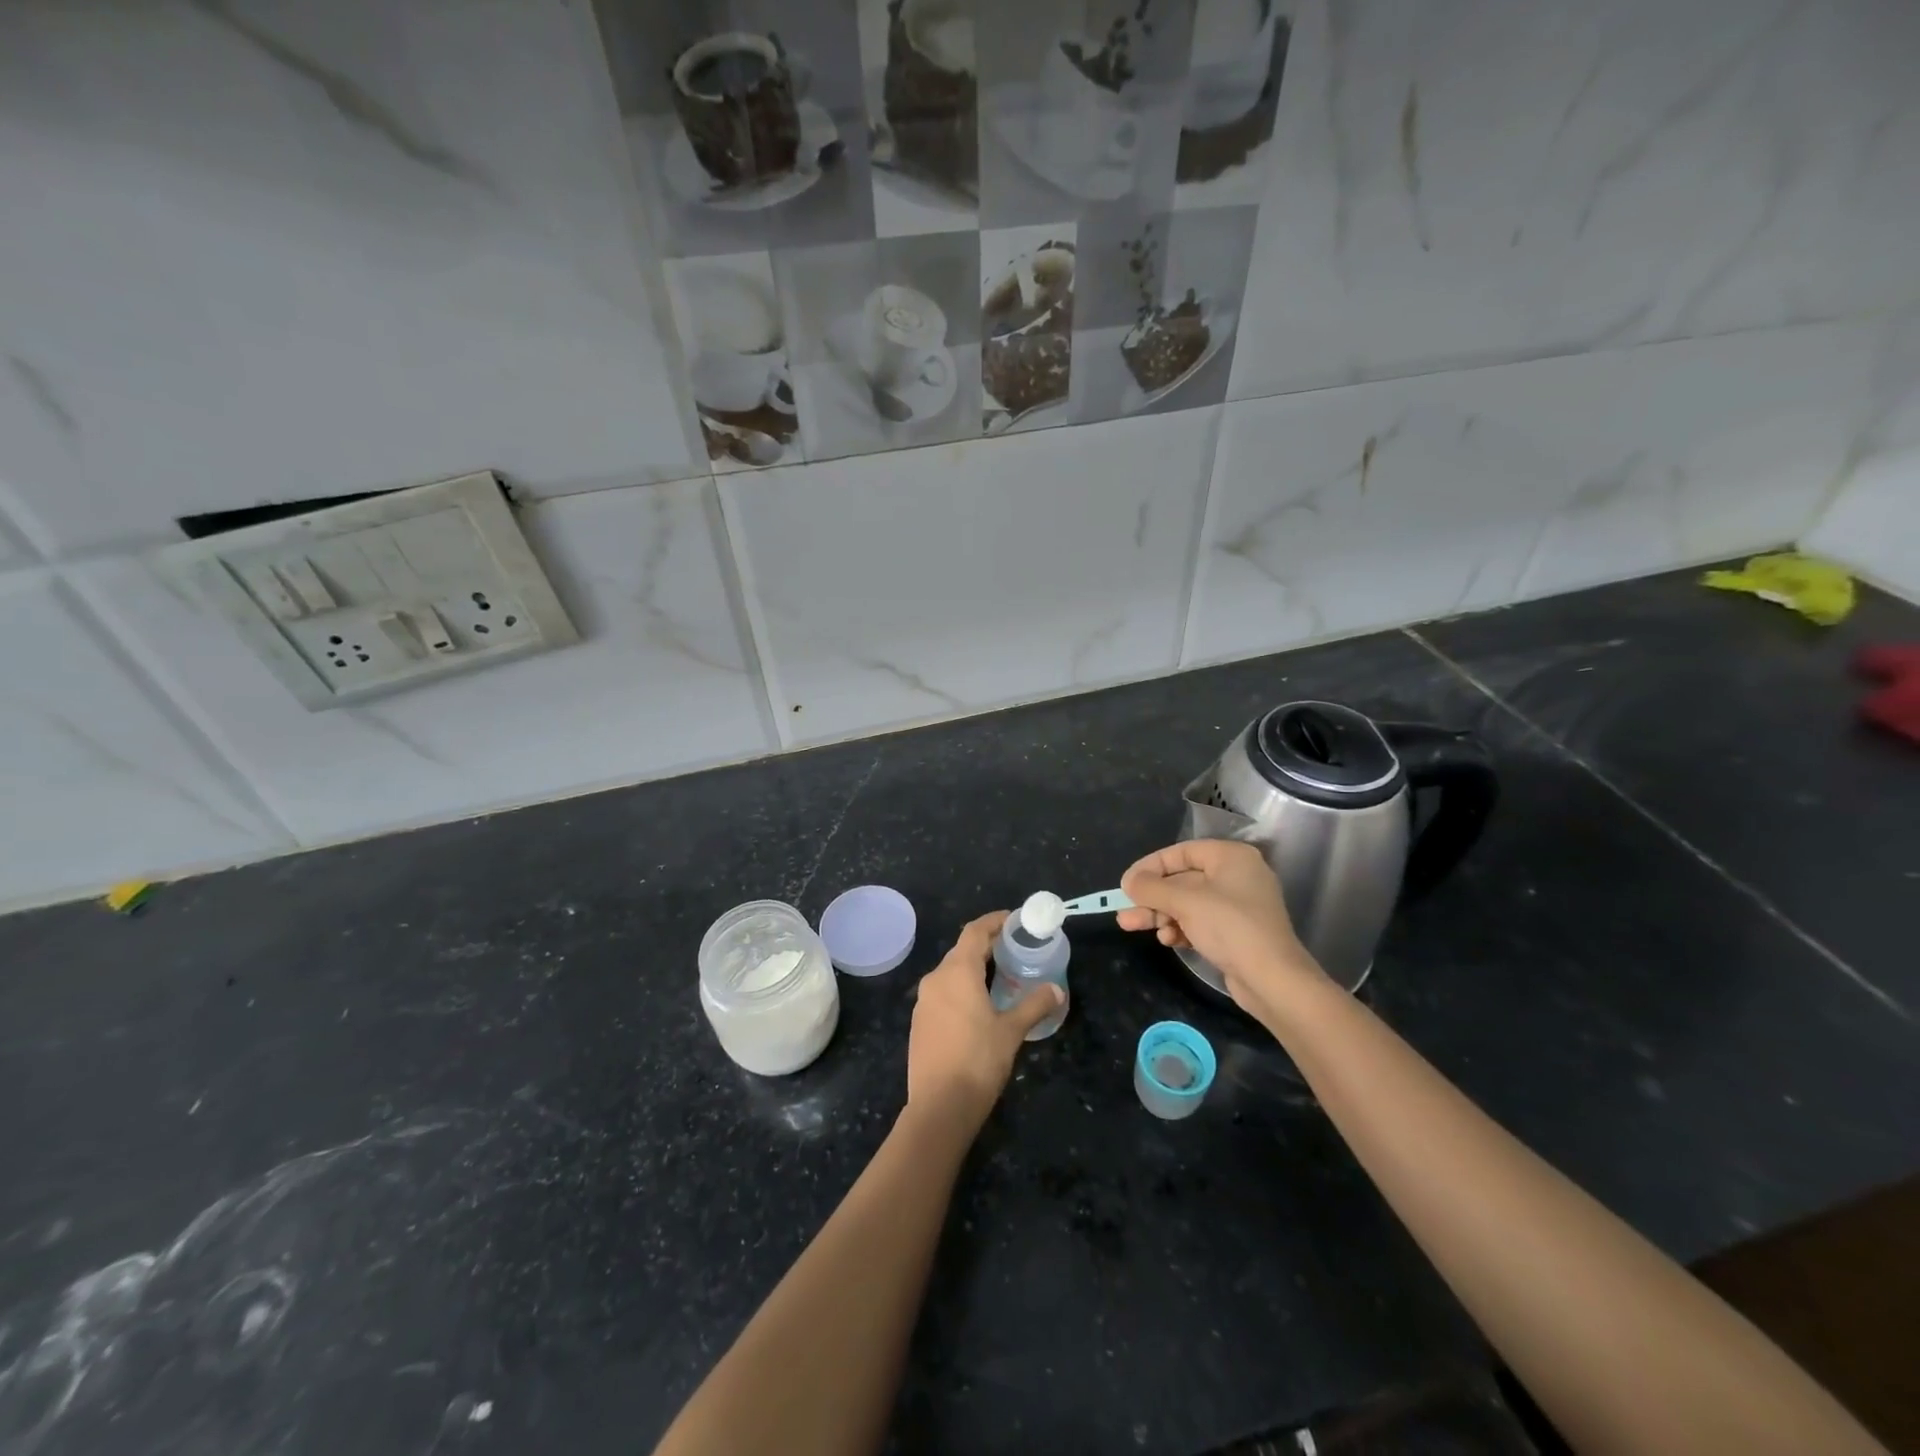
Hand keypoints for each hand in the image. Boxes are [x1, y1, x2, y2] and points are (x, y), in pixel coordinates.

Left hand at [907, 911, 1062, 1133]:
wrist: (938, 1107)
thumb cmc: (978, 1060)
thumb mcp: (1011, 1031)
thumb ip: (1034, 1005)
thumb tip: (1056, 989)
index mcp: (957, 972)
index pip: (974, 931)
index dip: (994, 921)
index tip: (1014, 920)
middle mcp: (935, 979)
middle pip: (961, 950)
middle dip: (986, 944)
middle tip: (1014, 947)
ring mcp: (923, 1002)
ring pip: (951, 972)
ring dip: (974, 968)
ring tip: (1000, 976)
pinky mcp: (919, 1023)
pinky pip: (943, 993)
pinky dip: (962, 988)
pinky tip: (979, 1005)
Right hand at [1118, 839, 1329, 1023]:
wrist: (1272, 980)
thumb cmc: (1230, 927)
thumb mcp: (1184, 901)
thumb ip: (1152, 887)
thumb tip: (1129, 881)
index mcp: (1230, 857)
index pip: (1181, 852)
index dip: (1150, 866)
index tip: (1126, 883)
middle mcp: (1236, 876)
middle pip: (1182, 880)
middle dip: (1151, 897)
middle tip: (1124, 911)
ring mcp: (1237, 906)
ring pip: (1187, 903)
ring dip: (1160, 914)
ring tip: (1133, 926)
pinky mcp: (1236, 932)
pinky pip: (1200, 922)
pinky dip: (1180, 928)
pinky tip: (1168, 940)